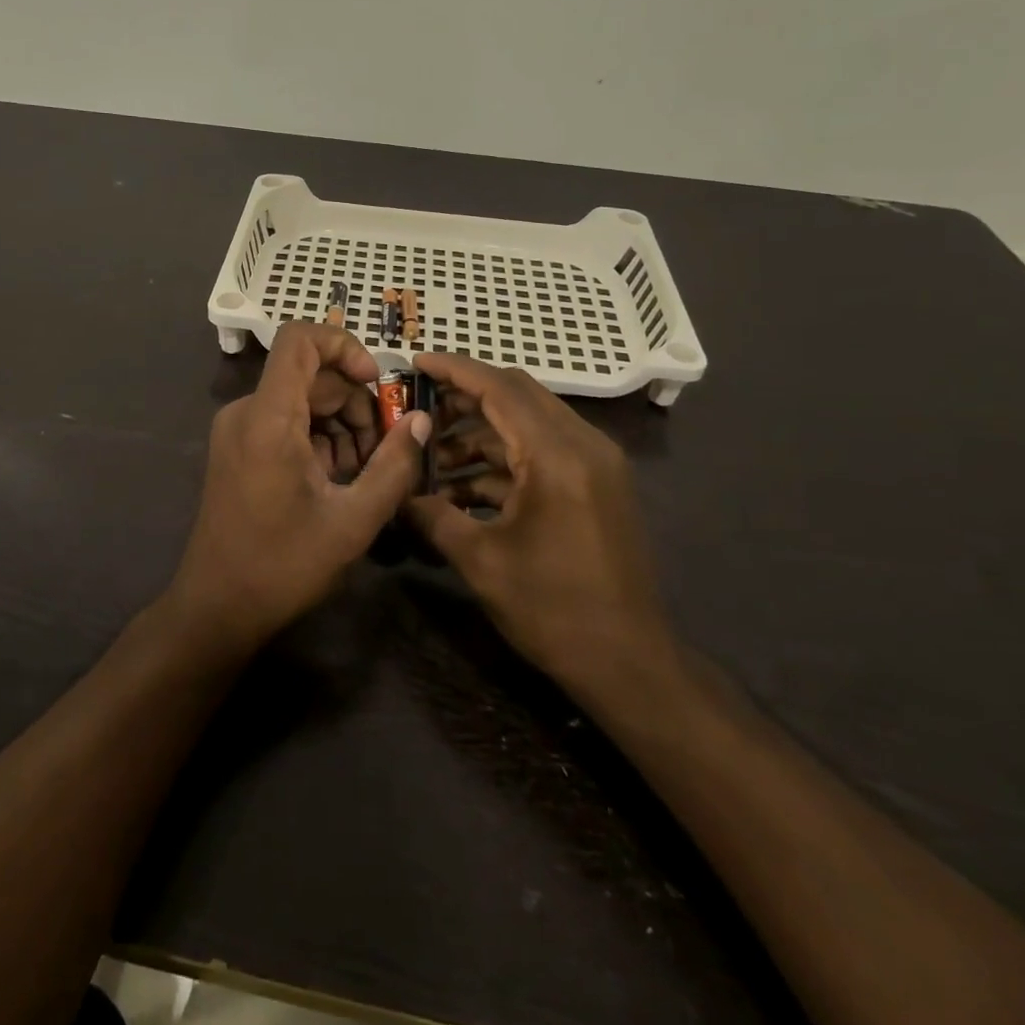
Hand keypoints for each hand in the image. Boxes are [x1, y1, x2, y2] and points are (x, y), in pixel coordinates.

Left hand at [166, 322, 431, 654]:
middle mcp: (247, 412)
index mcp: (268, 417)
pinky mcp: (239, 449)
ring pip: (302, 400)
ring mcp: (239, 430)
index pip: (300, 338)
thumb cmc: (283, 565)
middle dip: (356, 403)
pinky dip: (319, 438)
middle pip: (311, 375)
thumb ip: (394, 465)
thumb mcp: (353, 519)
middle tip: (385, 450)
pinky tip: (338, 480)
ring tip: (363, 474)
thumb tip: (421, 420)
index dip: (344, 345)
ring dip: (341, 425)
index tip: (376, 383)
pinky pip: (287, 422)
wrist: (217, 607)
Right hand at [406, 352, 676, 693]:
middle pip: (517, 395)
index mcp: (557, 455)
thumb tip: (394, 495)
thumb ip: (432, 516)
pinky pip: (542, 452)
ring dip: (480, 433)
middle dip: (464, 396)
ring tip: (431, 458)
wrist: (630, 663)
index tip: (415, 361)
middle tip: (418, 406)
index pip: (499, 389)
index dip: (454, 370)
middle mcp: (583, 445)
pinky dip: (502, 460)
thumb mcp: (481, 561)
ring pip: (527, 424)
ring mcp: (594, 464)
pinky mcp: (595, 484)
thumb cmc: (554, 610)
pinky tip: (463, 487)